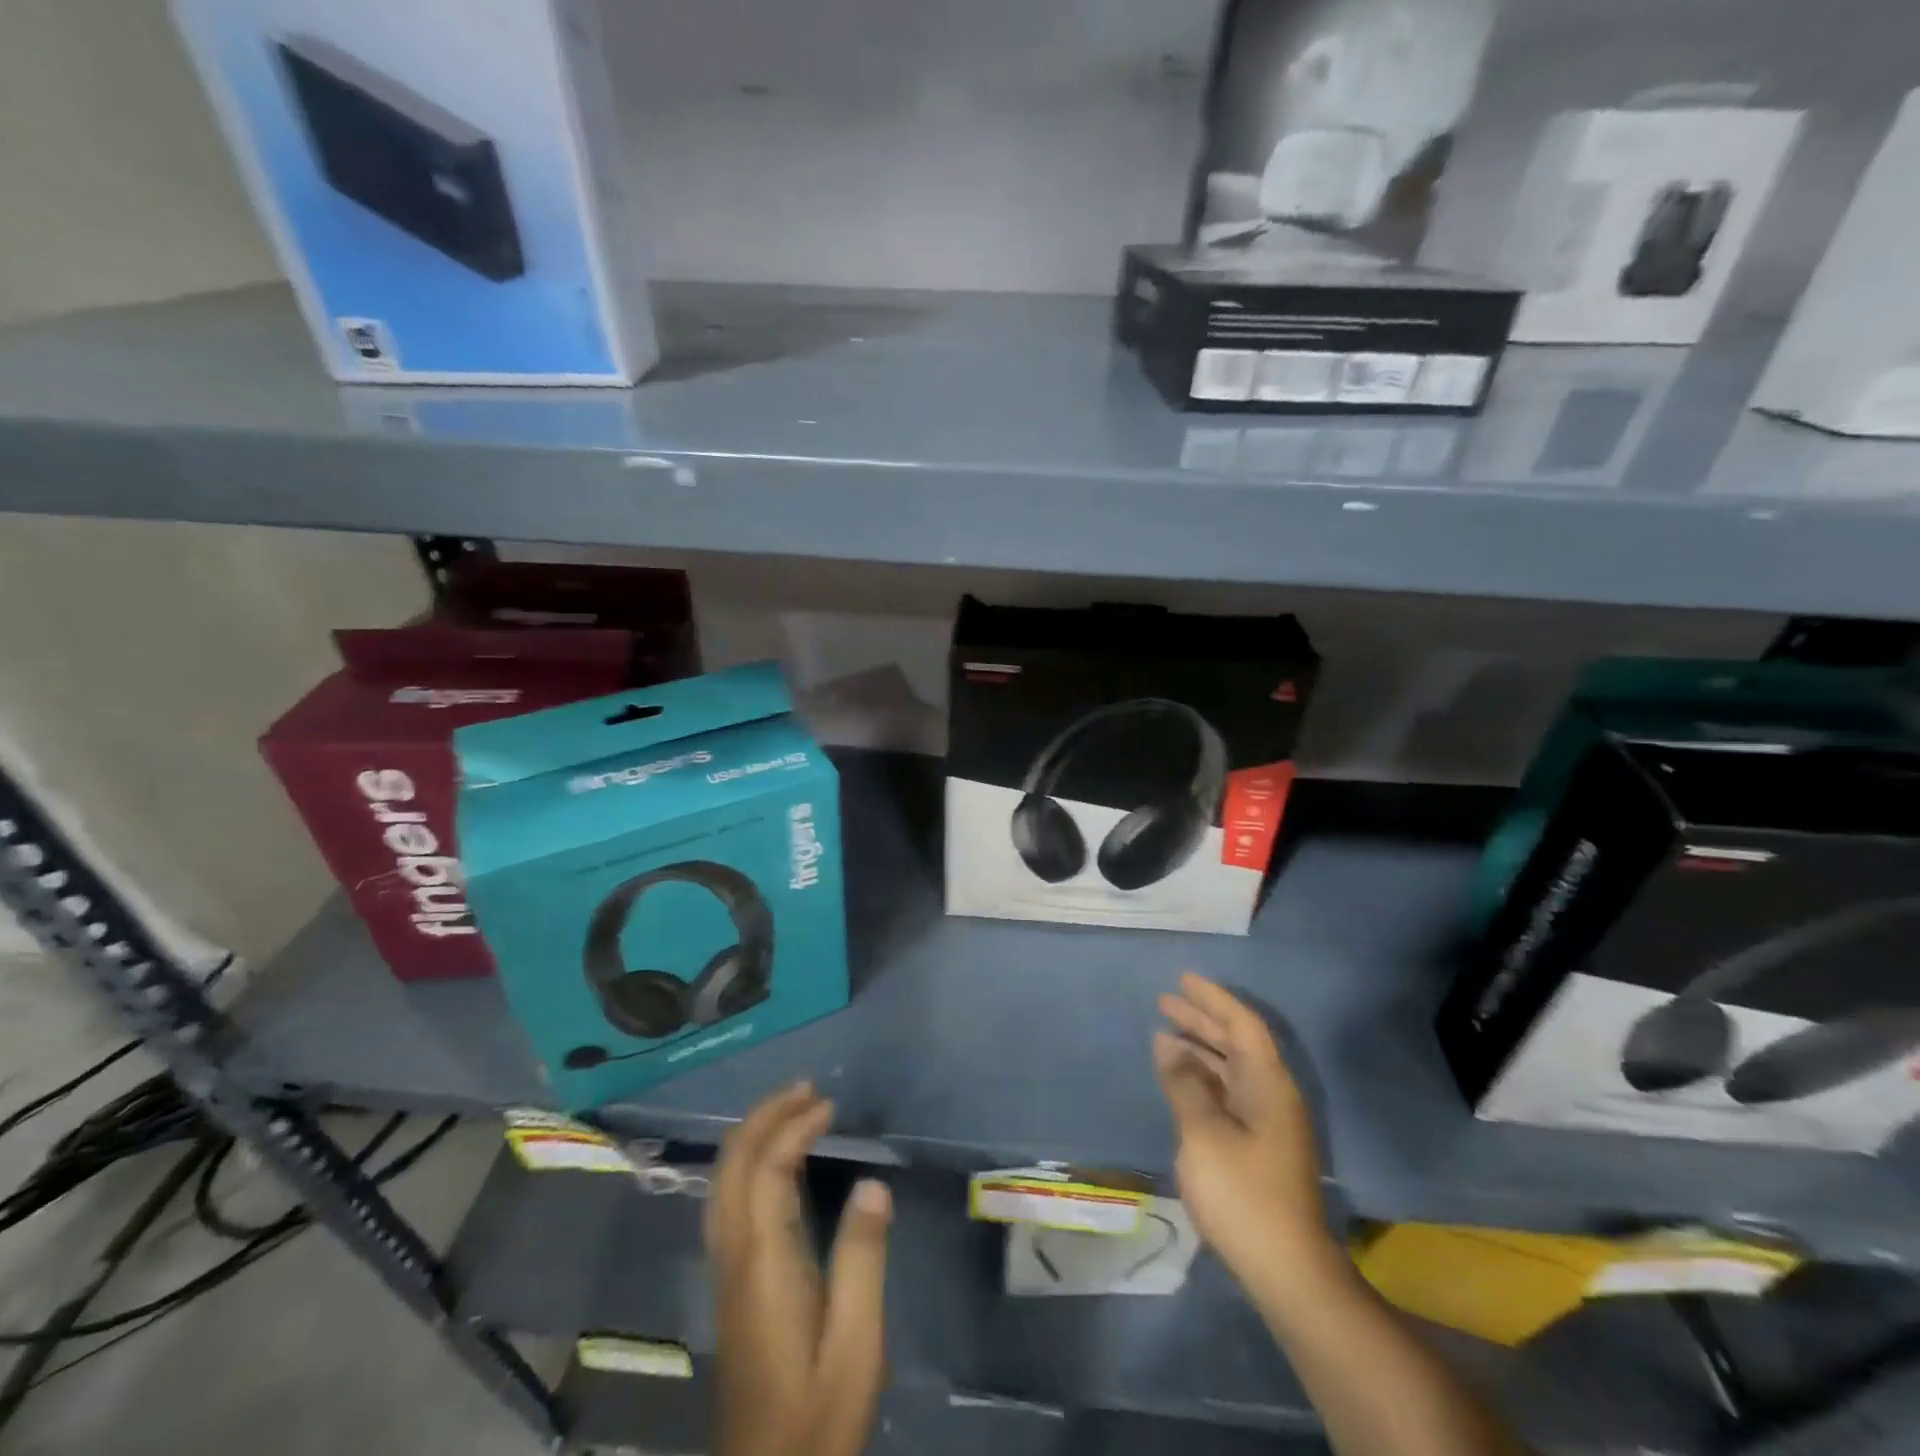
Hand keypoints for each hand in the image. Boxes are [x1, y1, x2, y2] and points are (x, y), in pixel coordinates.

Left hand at [706, 1083, 892, 1455]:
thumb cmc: (819, 1413)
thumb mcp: (857, 1343)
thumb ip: (862, 1259)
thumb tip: (872, 1184)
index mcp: (763, 1264)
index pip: (766, 1172)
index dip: (793, 1129)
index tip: (829, 1107)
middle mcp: (734, 1257)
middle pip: (731, 1167)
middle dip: (763, 1118)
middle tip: (806, 1090)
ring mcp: (727, 1271)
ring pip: (722, 1183)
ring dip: (753, 1136)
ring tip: (793, 1111)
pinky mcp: (731, 1285)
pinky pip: (729, 1202)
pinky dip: (750, 1164)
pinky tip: (775, 1164)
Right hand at [1155, 974, 1330, 1289]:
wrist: (1286, 1271)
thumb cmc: (1243, 1194)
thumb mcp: (1204, 1133)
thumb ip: (1185, 1083)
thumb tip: (1167, 1043)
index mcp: (1269, 1085)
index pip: (1243, 1025)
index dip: (1213, 999)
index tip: (1182, 980)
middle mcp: (1272, 1095)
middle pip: (1237, 1043)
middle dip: (1202, 1020)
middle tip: (1164, 1001)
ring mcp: (1267, 1122)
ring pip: (1232, 1068)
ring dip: (1200, 1048)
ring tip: (1164, 1033)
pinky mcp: (1258, 1146)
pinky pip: (1228, 1092)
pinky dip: (1202, 1077)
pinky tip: (1179, 1079)